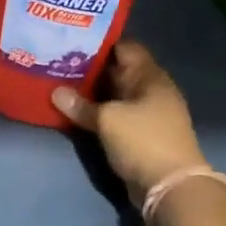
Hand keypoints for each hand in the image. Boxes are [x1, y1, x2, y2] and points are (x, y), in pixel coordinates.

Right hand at [51, 40, 207, 206]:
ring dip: (92, 91)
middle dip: (90, 67)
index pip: (124, 46)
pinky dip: (98, 110)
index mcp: (150, 76)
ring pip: (114, 93)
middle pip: (117, 70)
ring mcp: (147, 112)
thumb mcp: (108, 120)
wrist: (170, 187)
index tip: (71, 39)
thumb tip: (55, 92)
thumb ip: (80, 105)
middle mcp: (150, 90)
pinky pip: (115, 113)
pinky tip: (75, 109)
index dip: (98, 42)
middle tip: (57, 60)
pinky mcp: (140, 133)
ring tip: (59, 82)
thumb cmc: (143, 141)